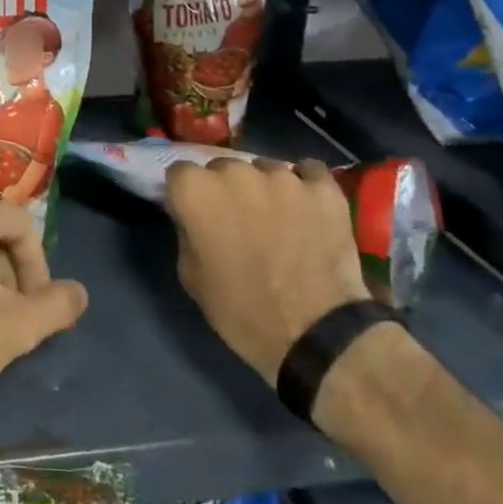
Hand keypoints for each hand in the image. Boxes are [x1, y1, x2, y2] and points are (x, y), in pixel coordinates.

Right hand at [165, 158, 368, 380]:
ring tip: (279, 219)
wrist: (317, 335)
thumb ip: (187, 233)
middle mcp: (236, 171)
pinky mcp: (322, 187)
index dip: (187, 195)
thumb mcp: (192, 277)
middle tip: (238, 221)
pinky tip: (308, 207)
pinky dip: (306, 185)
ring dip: (265, 188)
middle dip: (226, 189)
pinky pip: (309, 172)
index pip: (180, 173)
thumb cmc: (243, 311)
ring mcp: (282, 176)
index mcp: (197, 190)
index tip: (196, 215)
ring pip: (265, 169)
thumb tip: (193, 219)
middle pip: (223, 168)